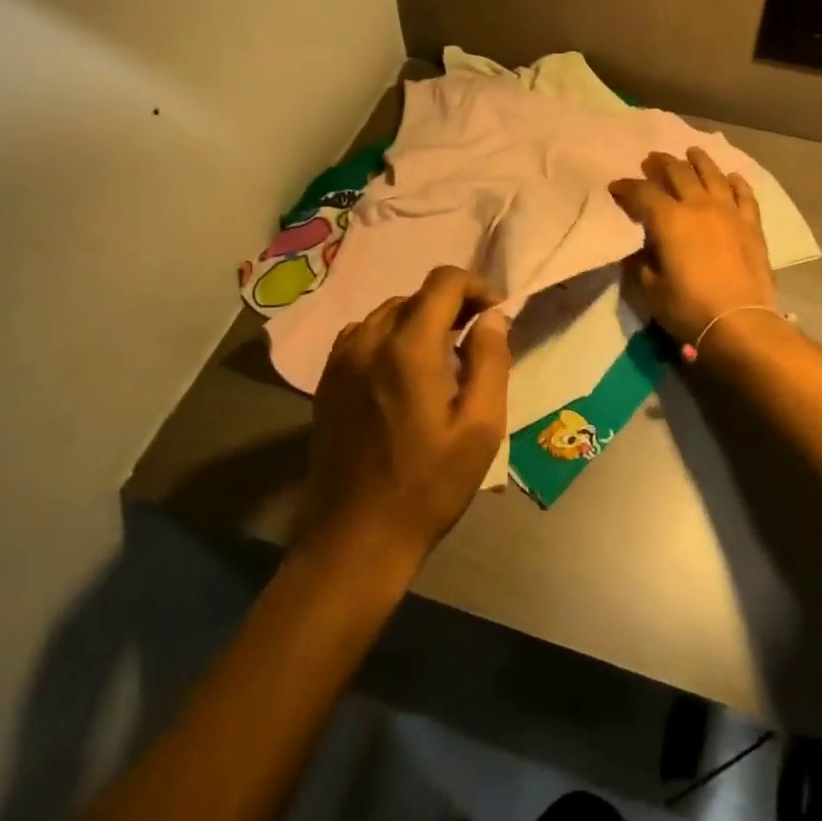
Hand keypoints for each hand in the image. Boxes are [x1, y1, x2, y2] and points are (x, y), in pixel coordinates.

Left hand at [298, 266, 511, 577]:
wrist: (355, 540)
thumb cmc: (428, 486)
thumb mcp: (481, 428)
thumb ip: (491, 360)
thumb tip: (492, 316)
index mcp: (409, 347)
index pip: (444, 281)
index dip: (476, 287)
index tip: (493, 317)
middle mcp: (369, 339)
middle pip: (417, 295)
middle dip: (451, 306)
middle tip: (474, 343)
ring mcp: (342, 359)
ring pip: (389, 312)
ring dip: (420, 322)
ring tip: (440, 361)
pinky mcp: (327, 379)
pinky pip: (363, 335)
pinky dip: (390, 338)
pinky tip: (401, 373)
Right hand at [610, 148, 777, 343]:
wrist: (739, 321)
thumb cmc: (687, 307)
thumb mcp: (649, 288)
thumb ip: (641, 262)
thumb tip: (641, 248)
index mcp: (669, 219)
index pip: (642, 193)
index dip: (626, 187)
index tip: (615, 187)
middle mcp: (698, 205)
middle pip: (678, 173)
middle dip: (661, 164)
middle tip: (651, 160)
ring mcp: (729, 212)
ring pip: (712, 175)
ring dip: (699, 161)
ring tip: (691, 152)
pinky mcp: (751, 225)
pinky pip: (744, 195)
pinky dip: (737, 183)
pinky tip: (732, 177)